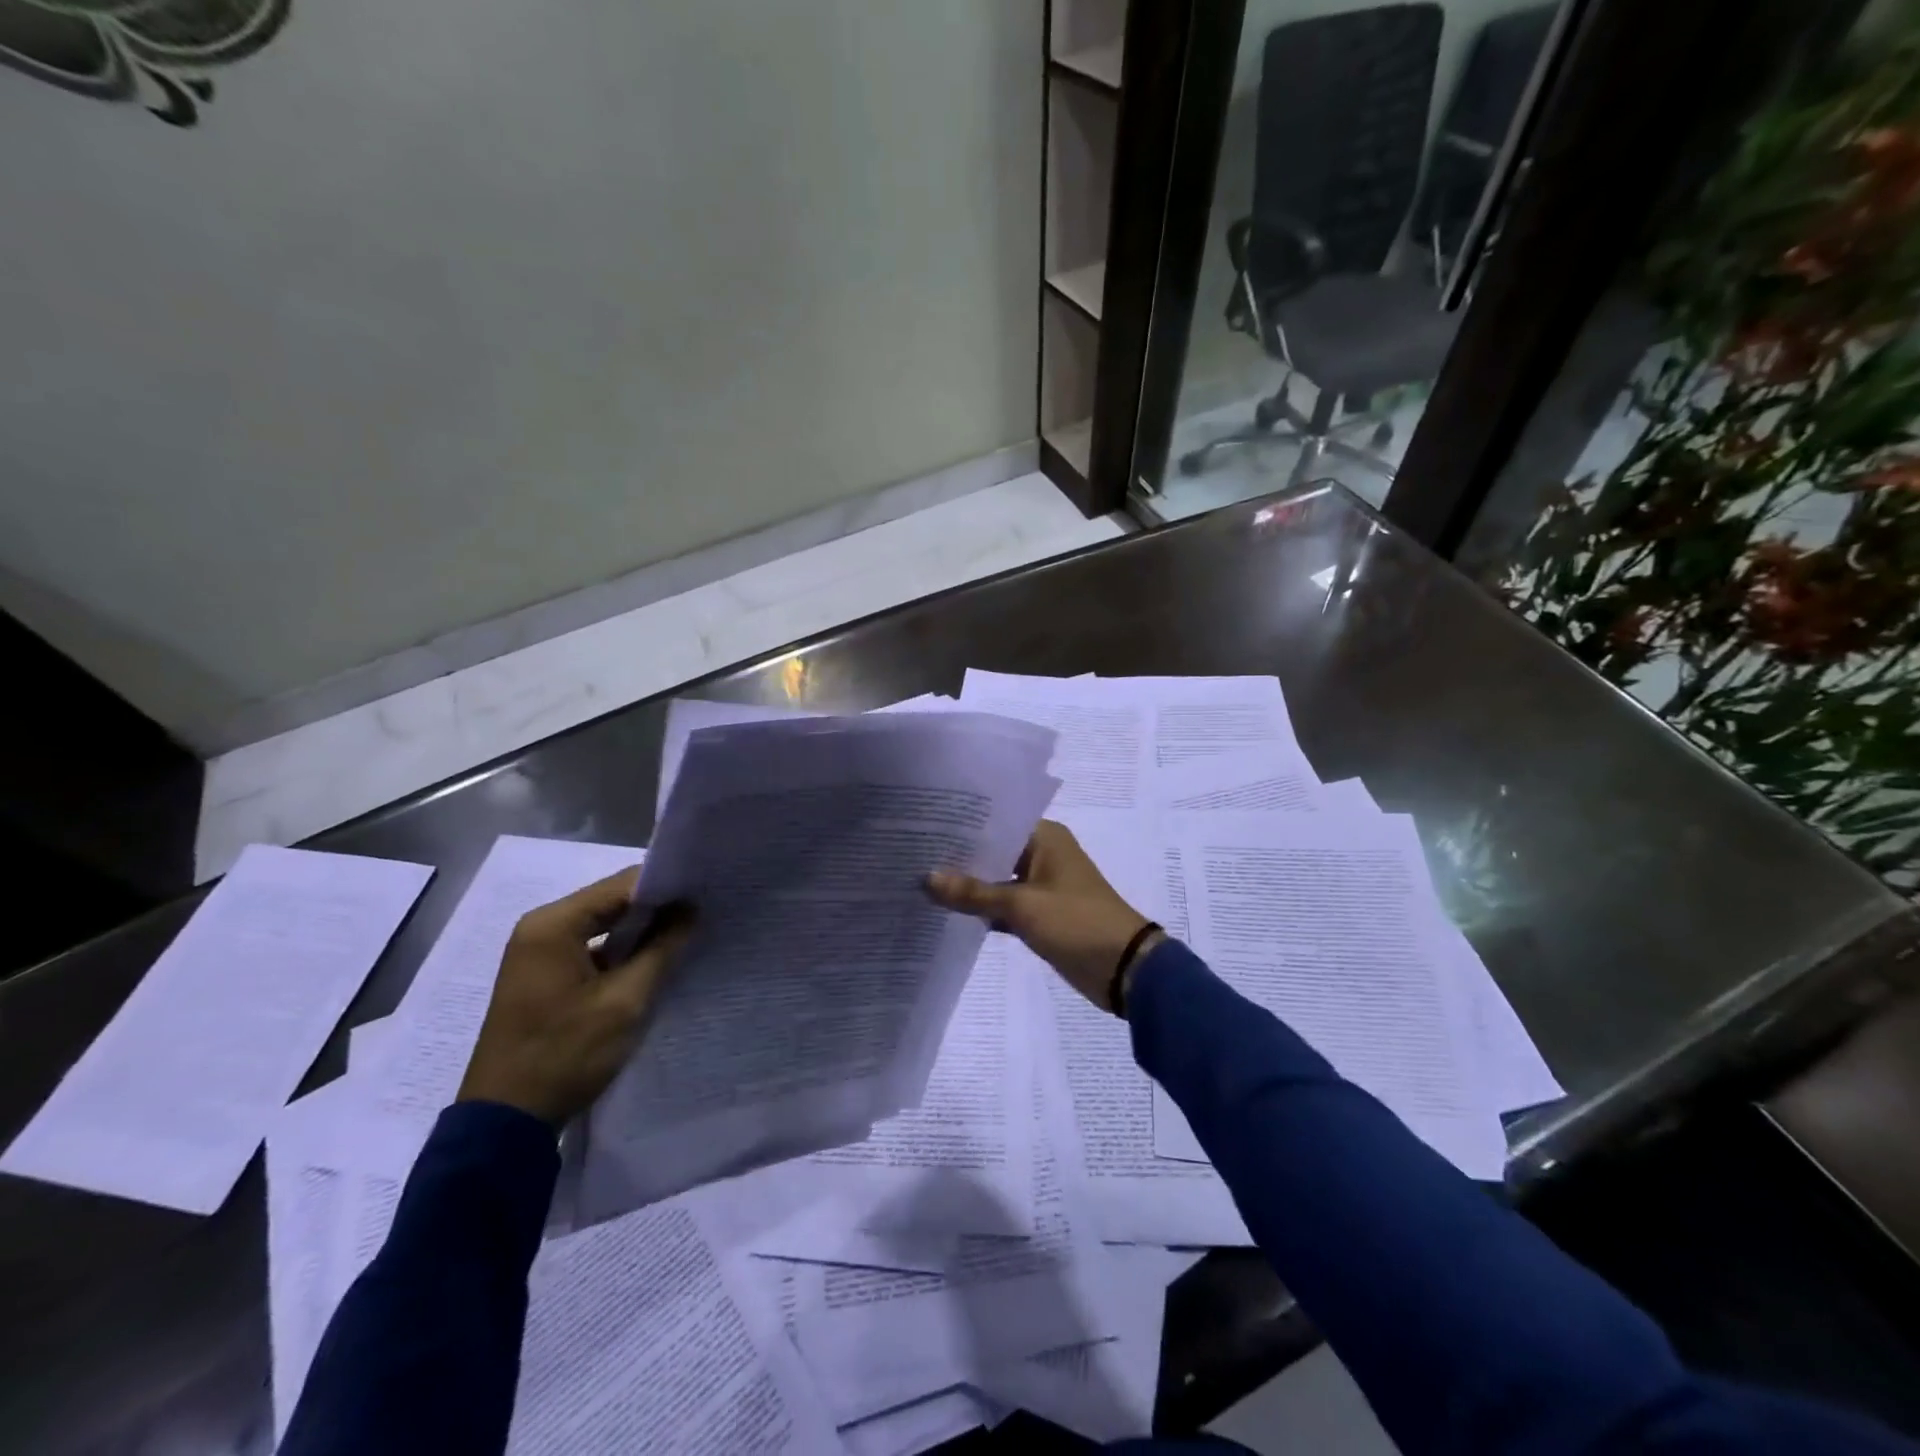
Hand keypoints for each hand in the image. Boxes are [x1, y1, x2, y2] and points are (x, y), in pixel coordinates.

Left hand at [456, 869, 695, 1126]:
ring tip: (687, 932)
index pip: (622, 885)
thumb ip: (662, 948)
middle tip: (703, 912)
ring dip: (640, 930)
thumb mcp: (625, 1001)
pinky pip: (591, 946)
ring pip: (603, 924)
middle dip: (656, 907)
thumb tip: (690, 909)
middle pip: (611, 901)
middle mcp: (541, 927)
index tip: (706, 893)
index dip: (667, 886)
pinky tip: (653, 959)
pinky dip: (621, 950)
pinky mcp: (543, 975)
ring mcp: (538, 952)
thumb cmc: (565, 1054)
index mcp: (554, 924)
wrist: (505, 1121)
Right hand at [926, 820, 1162, 1010]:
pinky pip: (1003, 904)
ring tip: (920, 880)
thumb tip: (926, 878)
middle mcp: (1042, 854)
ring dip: (968, 885)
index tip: (923, 826)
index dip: (961, 825)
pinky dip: (983, 908)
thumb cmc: (1076, 922)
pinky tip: (946, 911)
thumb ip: (973, 893)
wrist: (1123, 968)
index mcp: (1045, 837)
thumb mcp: (1022, 906)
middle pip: (993, 850)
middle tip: (912, 854)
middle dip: (959, 857)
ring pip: (996, 878)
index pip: (995, 821)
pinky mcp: (1039, 914)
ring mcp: (1041, 885)